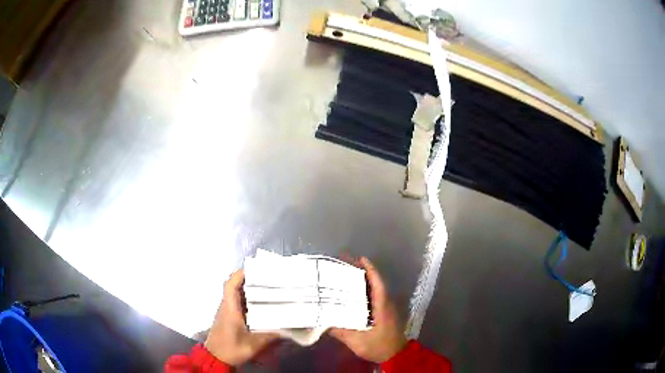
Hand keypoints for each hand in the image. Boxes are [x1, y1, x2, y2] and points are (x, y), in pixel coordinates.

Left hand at [204, 269, 278, 365]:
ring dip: (250, 290)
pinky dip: (248, 301)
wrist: (216, 357)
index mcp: (229, 308)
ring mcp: (227, 312)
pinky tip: (261, 306)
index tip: (256, 269)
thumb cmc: (231, 348)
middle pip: (235, 286)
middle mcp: (226, 306)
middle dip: (250, 280)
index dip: (241, 274)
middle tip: (268, 278)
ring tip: (268, 288)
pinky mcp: (229, 318)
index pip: (230, 284)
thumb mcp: (253, 344)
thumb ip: (270, 335)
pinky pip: (238, 303)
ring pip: (237, 295)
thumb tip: (287, 328)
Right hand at [329, 257, 406, 362]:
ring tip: (345, 275)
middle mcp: (386, 303)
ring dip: (363, 281)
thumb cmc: (379, 346)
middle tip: (344, 264)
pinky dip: (364, 291)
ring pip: (375, 289)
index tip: (359, 258)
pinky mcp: (384, 314)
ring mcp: (386, 308)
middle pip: (375, 282)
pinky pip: (374, 297)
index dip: (369, 269)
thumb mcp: (358, 341)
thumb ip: (341, 332)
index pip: (377, 282)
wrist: (395, 355)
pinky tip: (352, 294)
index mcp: (382, 306)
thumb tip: (322, 322)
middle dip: (362, 272)